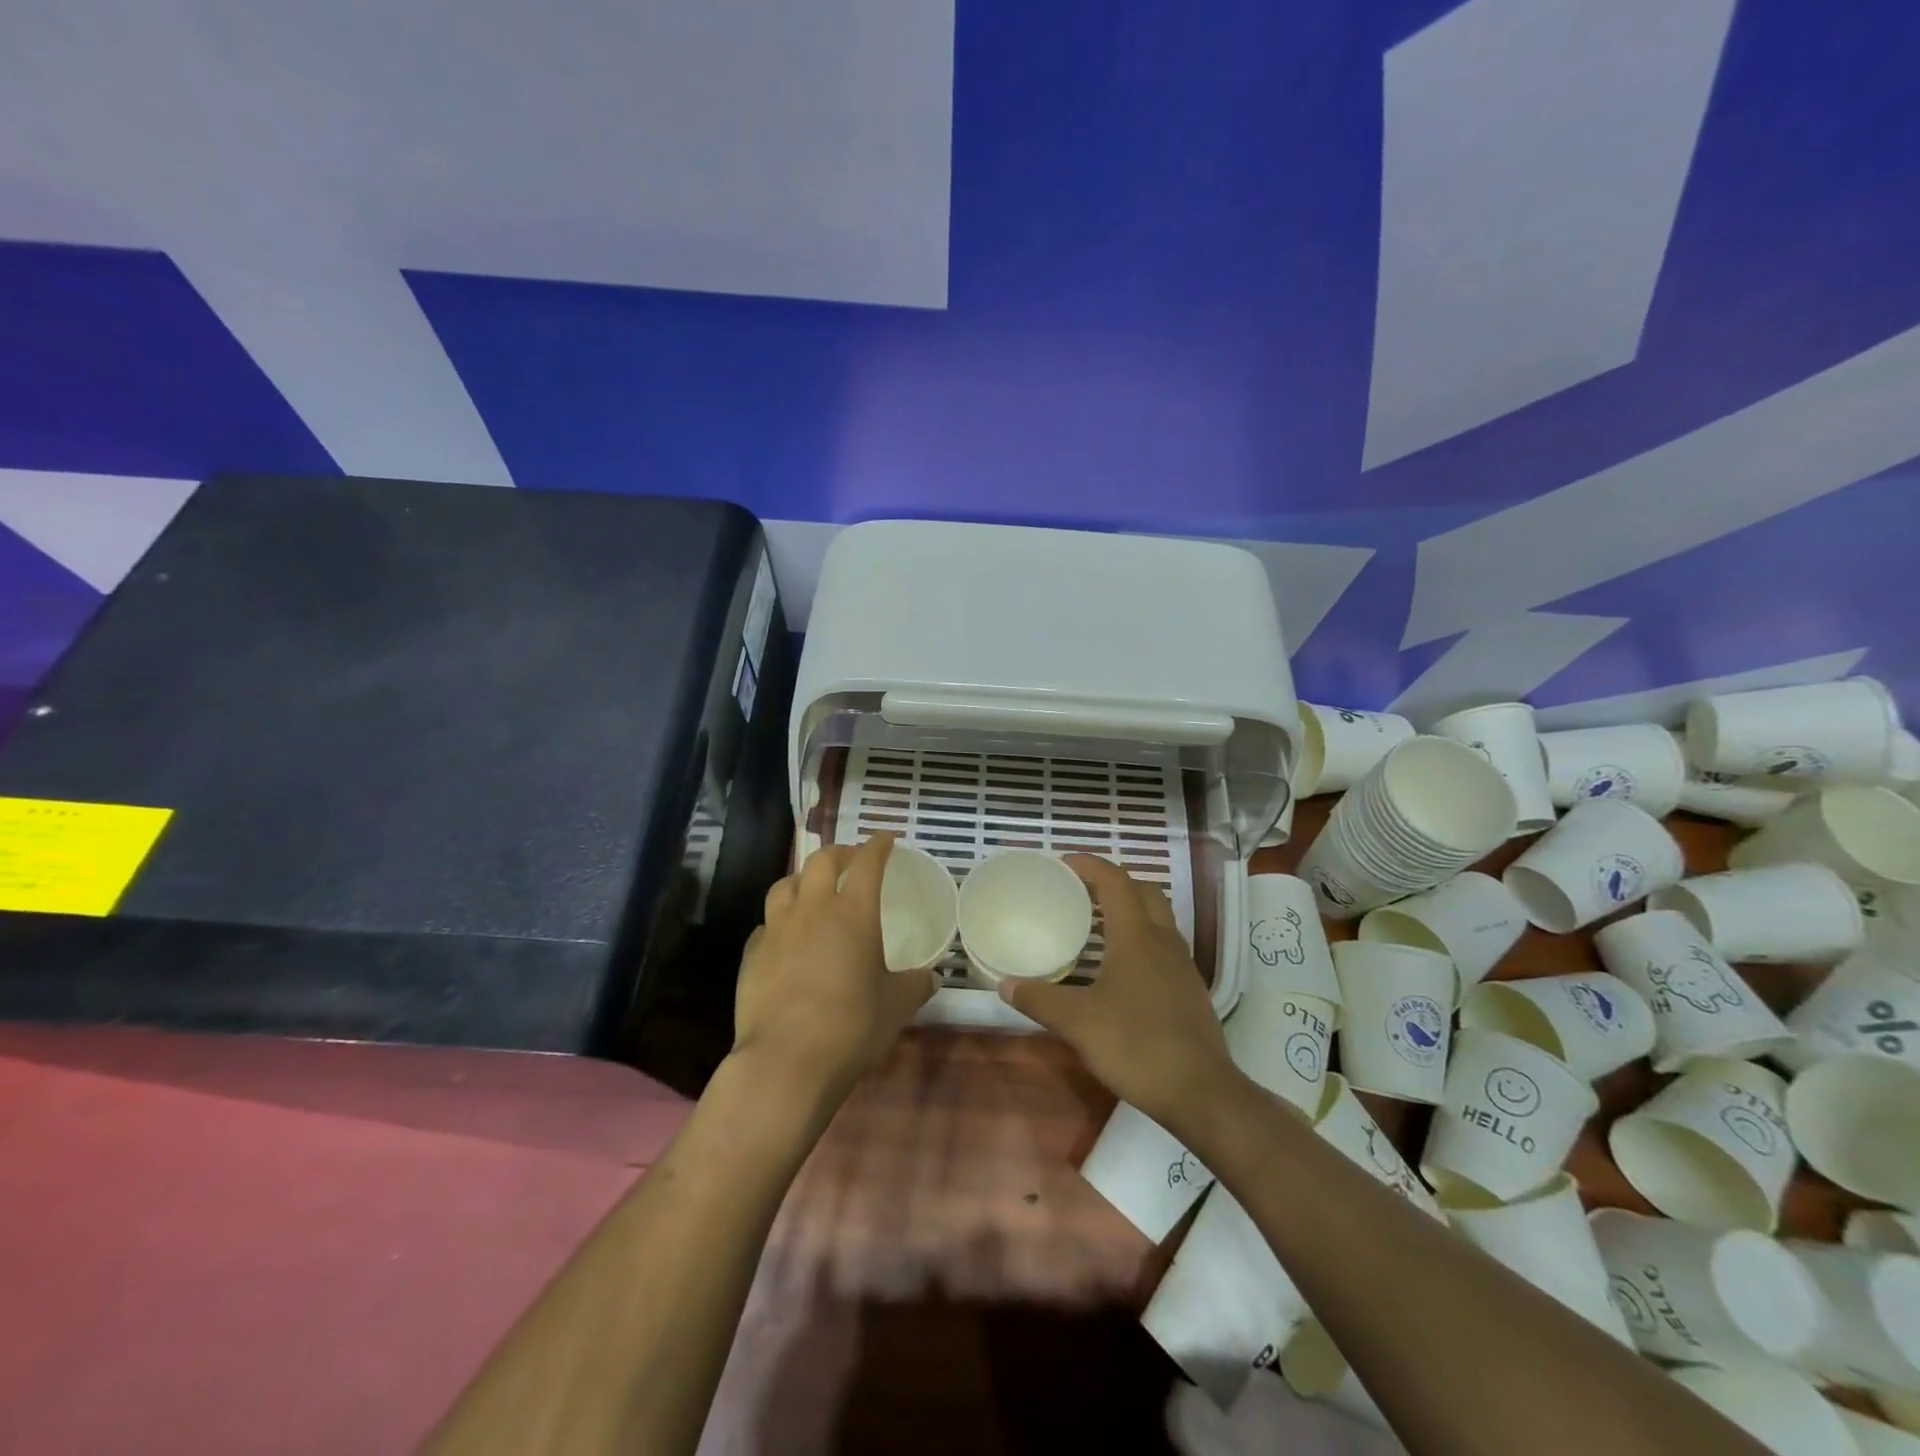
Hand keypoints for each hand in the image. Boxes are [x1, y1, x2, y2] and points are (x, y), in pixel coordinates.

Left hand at [731, 833, 936, 1102]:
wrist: (786, 1061)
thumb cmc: (852, 1027)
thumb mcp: (896, 1006)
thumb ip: (915, 985)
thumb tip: (930, 978)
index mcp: (853, 913)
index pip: (867, 863)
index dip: (878, 846)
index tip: (886, 839)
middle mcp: (813, 910)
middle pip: (821, 860)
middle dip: (839, 853)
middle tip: (851, 860)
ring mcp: (777, 930)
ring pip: (785, 884)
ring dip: (802, 880)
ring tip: (812, 890)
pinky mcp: (752, 955)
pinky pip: (766, 924)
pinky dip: (780, 921)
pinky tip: (786, 938)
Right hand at [995, 855, 1233, 1129]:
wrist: (1200, 1092)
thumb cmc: (1136, 1046)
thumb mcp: (1078, 1023)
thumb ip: (1040, 999)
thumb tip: (1005, 984)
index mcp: (1137, 937)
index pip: (1116, 882)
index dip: (1091, 865)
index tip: (1065, 862)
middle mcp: (1164, 941)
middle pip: (1144, 891)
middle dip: (1114, 882)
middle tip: (1082, 890)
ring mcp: (1182, 965)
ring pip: (1159, 918)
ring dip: (1131, 908)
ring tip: (1098, 924)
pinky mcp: (1190, 989)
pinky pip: (1165, 945)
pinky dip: (1142, 938)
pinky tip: (1122, 968)